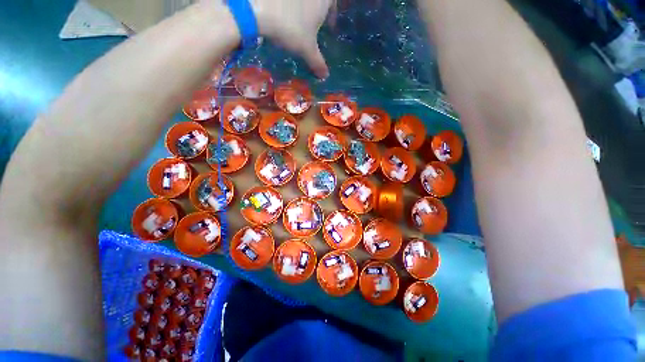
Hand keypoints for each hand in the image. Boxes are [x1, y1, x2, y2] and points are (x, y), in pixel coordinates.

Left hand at [251, 0, 333, 78]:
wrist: (259, 9)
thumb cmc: (291, 28)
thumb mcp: (307, 49)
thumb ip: (318, 63)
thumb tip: (325, 76)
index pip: (333, 4)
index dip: (332, 15)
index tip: (329, 26)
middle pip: (318, 0)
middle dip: (317, 11)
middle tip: (314, 25)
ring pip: (302, 0)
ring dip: (303, 8)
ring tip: (298, 23)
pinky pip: (288, 1)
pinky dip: (288, 6)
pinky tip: (283, 15)